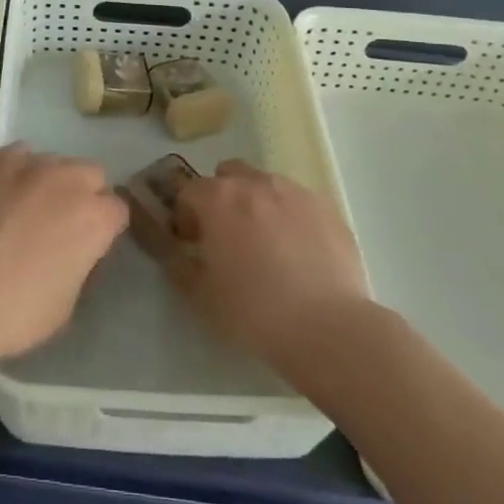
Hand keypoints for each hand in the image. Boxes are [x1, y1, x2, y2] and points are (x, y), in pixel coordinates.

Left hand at [0, 145, 126, 364]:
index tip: (90, 246)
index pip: (118, 210)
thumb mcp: (65, 305)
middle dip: (83, 194)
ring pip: (52, 160)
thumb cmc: (14, 311)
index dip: (105, 228)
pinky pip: (15, 156)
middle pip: (90, 173)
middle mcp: (66, 180)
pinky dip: (14, 171)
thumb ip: (79, 265)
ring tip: (24, 208)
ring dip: (48, 181)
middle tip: (60, 223)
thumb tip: (73, 251)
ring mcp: (26, 165)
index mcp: (93, 218)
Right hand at [168, 159, 367, 371]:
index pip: (189, 191)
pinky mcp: (327, 208)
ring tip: (266, 243)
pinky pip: (298, 202)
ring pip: (265, 184)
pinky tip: (299, 252)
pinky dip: (291, 216)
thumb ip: (179, 267)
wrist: (328, 328)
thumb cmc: (254, 312)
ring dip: (257, 203)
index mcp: (217, 199)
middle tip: (227, 235)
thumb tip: (175, 253)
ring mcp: (294, 192)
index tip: (192, 243)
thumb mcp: (201, 297)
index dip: (185, 216)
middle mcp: (254, 183)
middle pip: (228, 175)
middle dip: (221, 198)